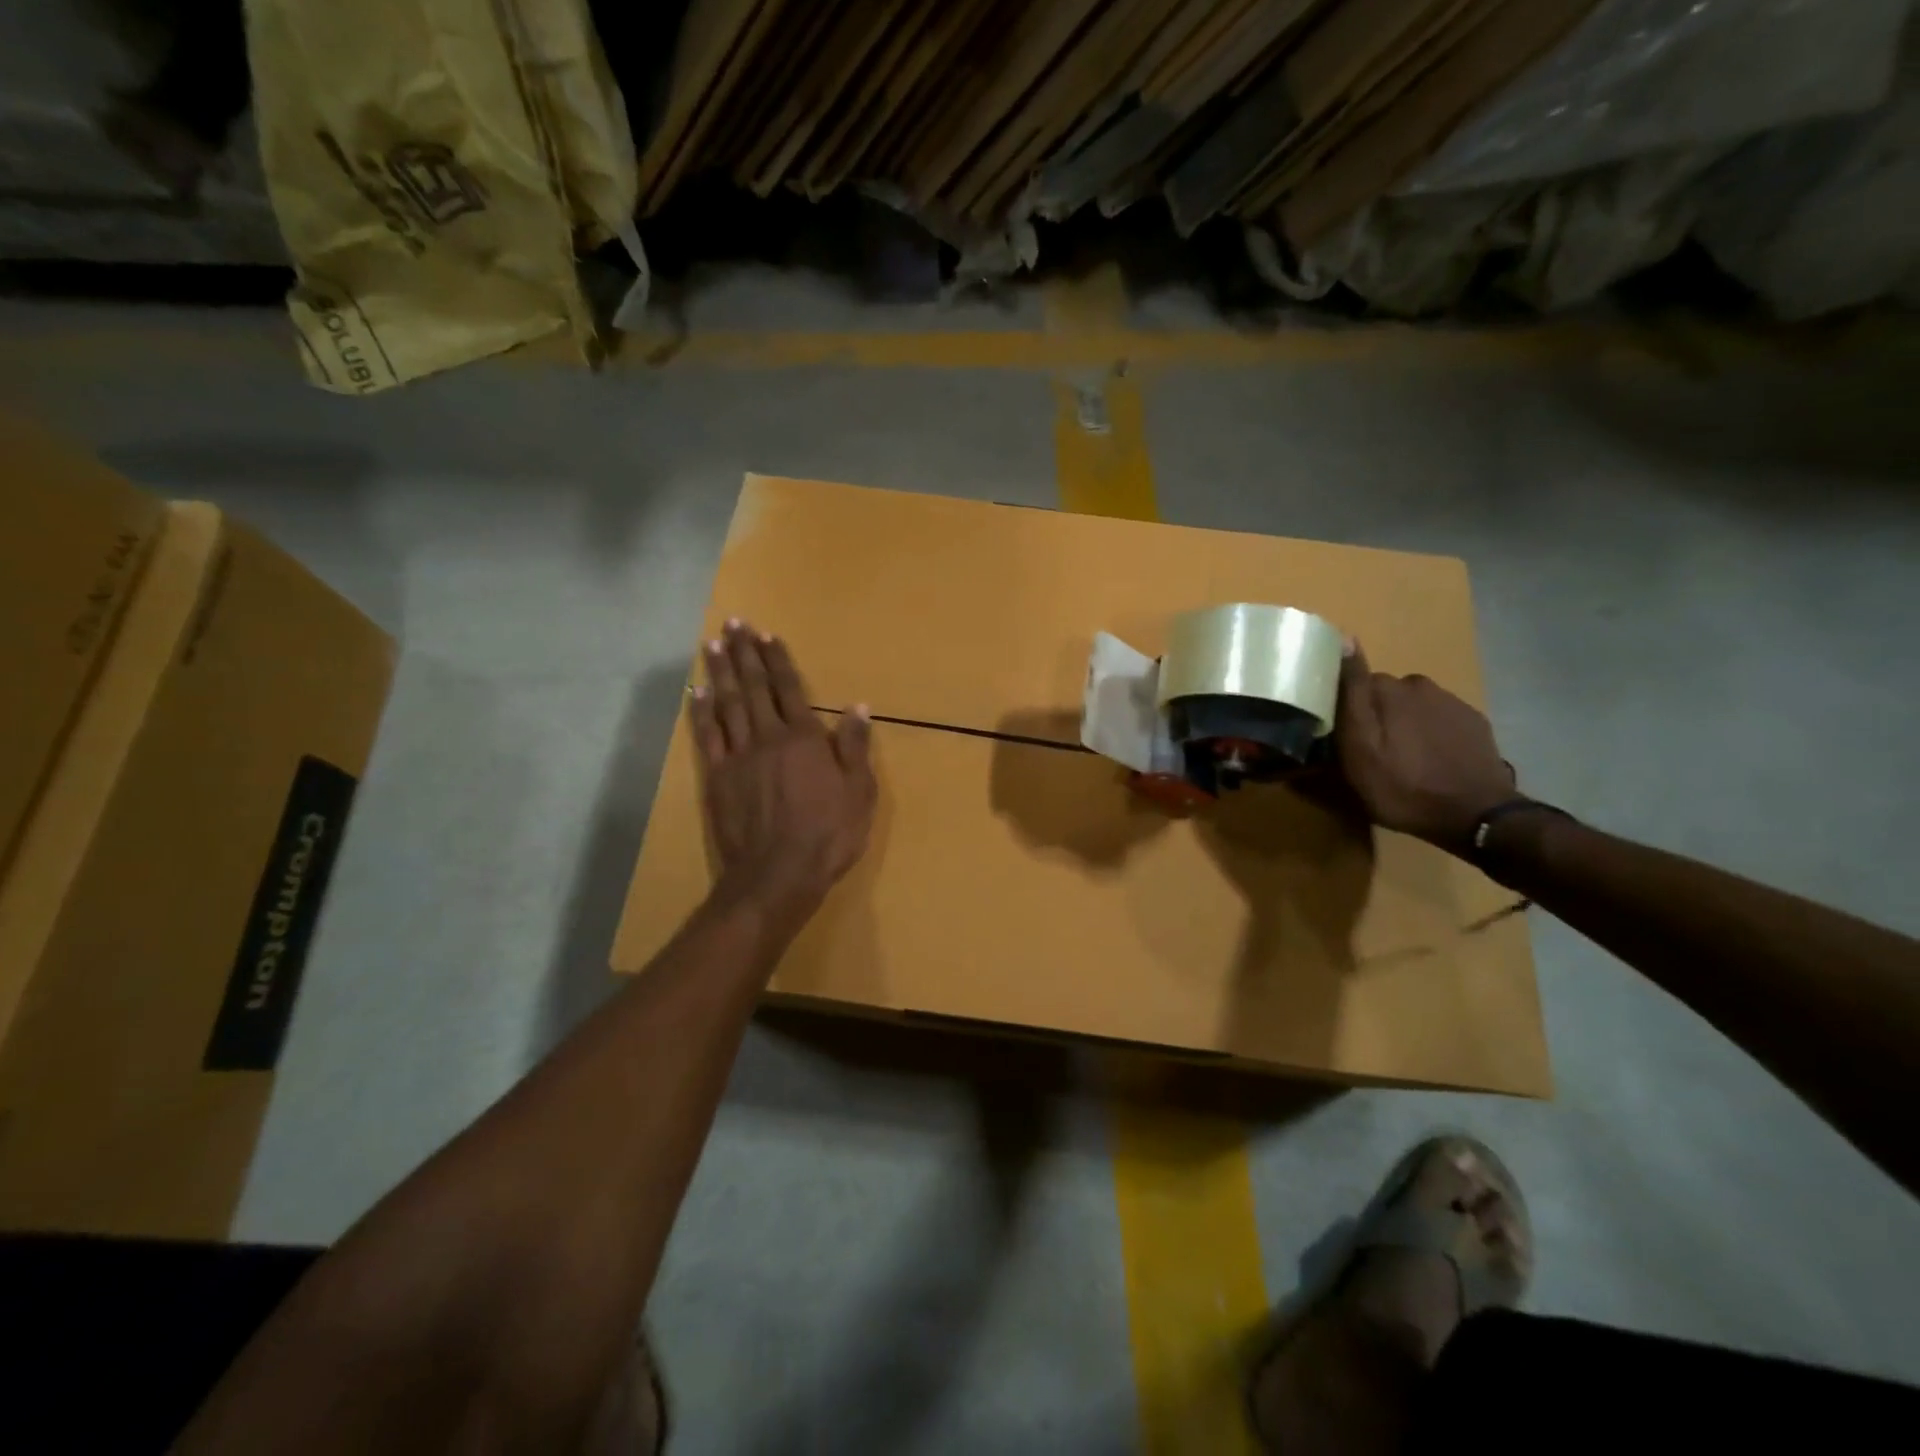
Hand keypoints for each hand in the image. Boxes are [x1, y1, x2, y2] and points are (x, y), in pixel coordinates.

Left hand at [690, 621, 877, 920]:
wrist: (778, 875)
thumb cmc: (828, 835)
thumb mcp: (859, 793)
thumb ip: (855, 748)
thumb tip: (858, 707)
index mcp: (804, 738)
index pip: (789, 689)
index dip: (778, 660)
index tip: (767, 634)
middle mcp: (768, 737)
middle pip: (754, 688)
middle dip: (744, 654)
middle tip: (734, 624)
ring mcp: (738, 756)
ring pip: (727, 704)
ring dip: (720, 672)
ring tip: (712, 644)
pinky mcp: (717, 778)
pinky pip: (707, 737)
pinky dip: (700, 712)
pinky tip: (695, 692)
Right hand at [1333, 641, 1517, 851]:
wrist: (1475, 815)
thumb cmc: (1402, 786)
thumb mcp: (1358, 746)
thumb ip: (1351, 693)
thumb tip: (1344, 638)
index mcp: (1387, 688)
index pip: (1353, 682)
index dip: (1344, 706)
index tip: (1340, 733)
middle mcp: (1419, 684)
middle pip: (1384, 693)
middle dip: (1375, 714)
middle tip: (1369, 751)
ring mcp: (1451, 702)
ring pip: (1412, 706)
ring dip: (1403, 724)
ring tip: (1401, 758)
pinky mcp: (1474, 722)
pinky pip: (1439, 719)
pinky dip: (1429, 734)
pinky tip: (1429, 760)